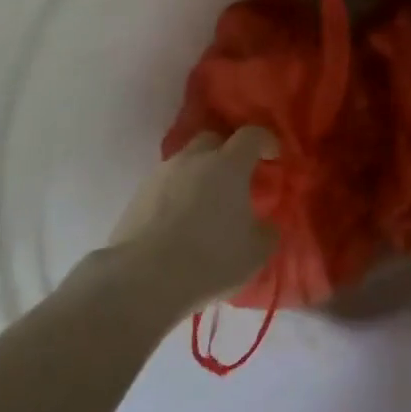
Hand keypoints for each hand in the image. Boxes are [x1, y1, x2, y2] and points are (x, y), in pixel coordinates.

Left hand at [110, 127, 276, 314]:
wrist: (144, 276)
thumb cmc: (210, 258)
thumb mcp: (256, 253)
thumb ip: (267, 232)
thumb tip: (266, 225)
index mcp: (228, 165)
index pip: (251, 135)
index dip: (265, 141)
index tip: (272, 156)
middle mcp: (194, 159)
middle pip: (213, 139)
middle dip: (227, 152)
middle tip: (236, 179)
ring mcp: (162, 174)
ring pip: (186, 162)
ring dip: (199, 174)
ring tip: (205, 204)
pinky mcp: (138, 194)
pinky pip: (166, 183)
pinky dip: (177, 193)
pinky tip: (179, 221)